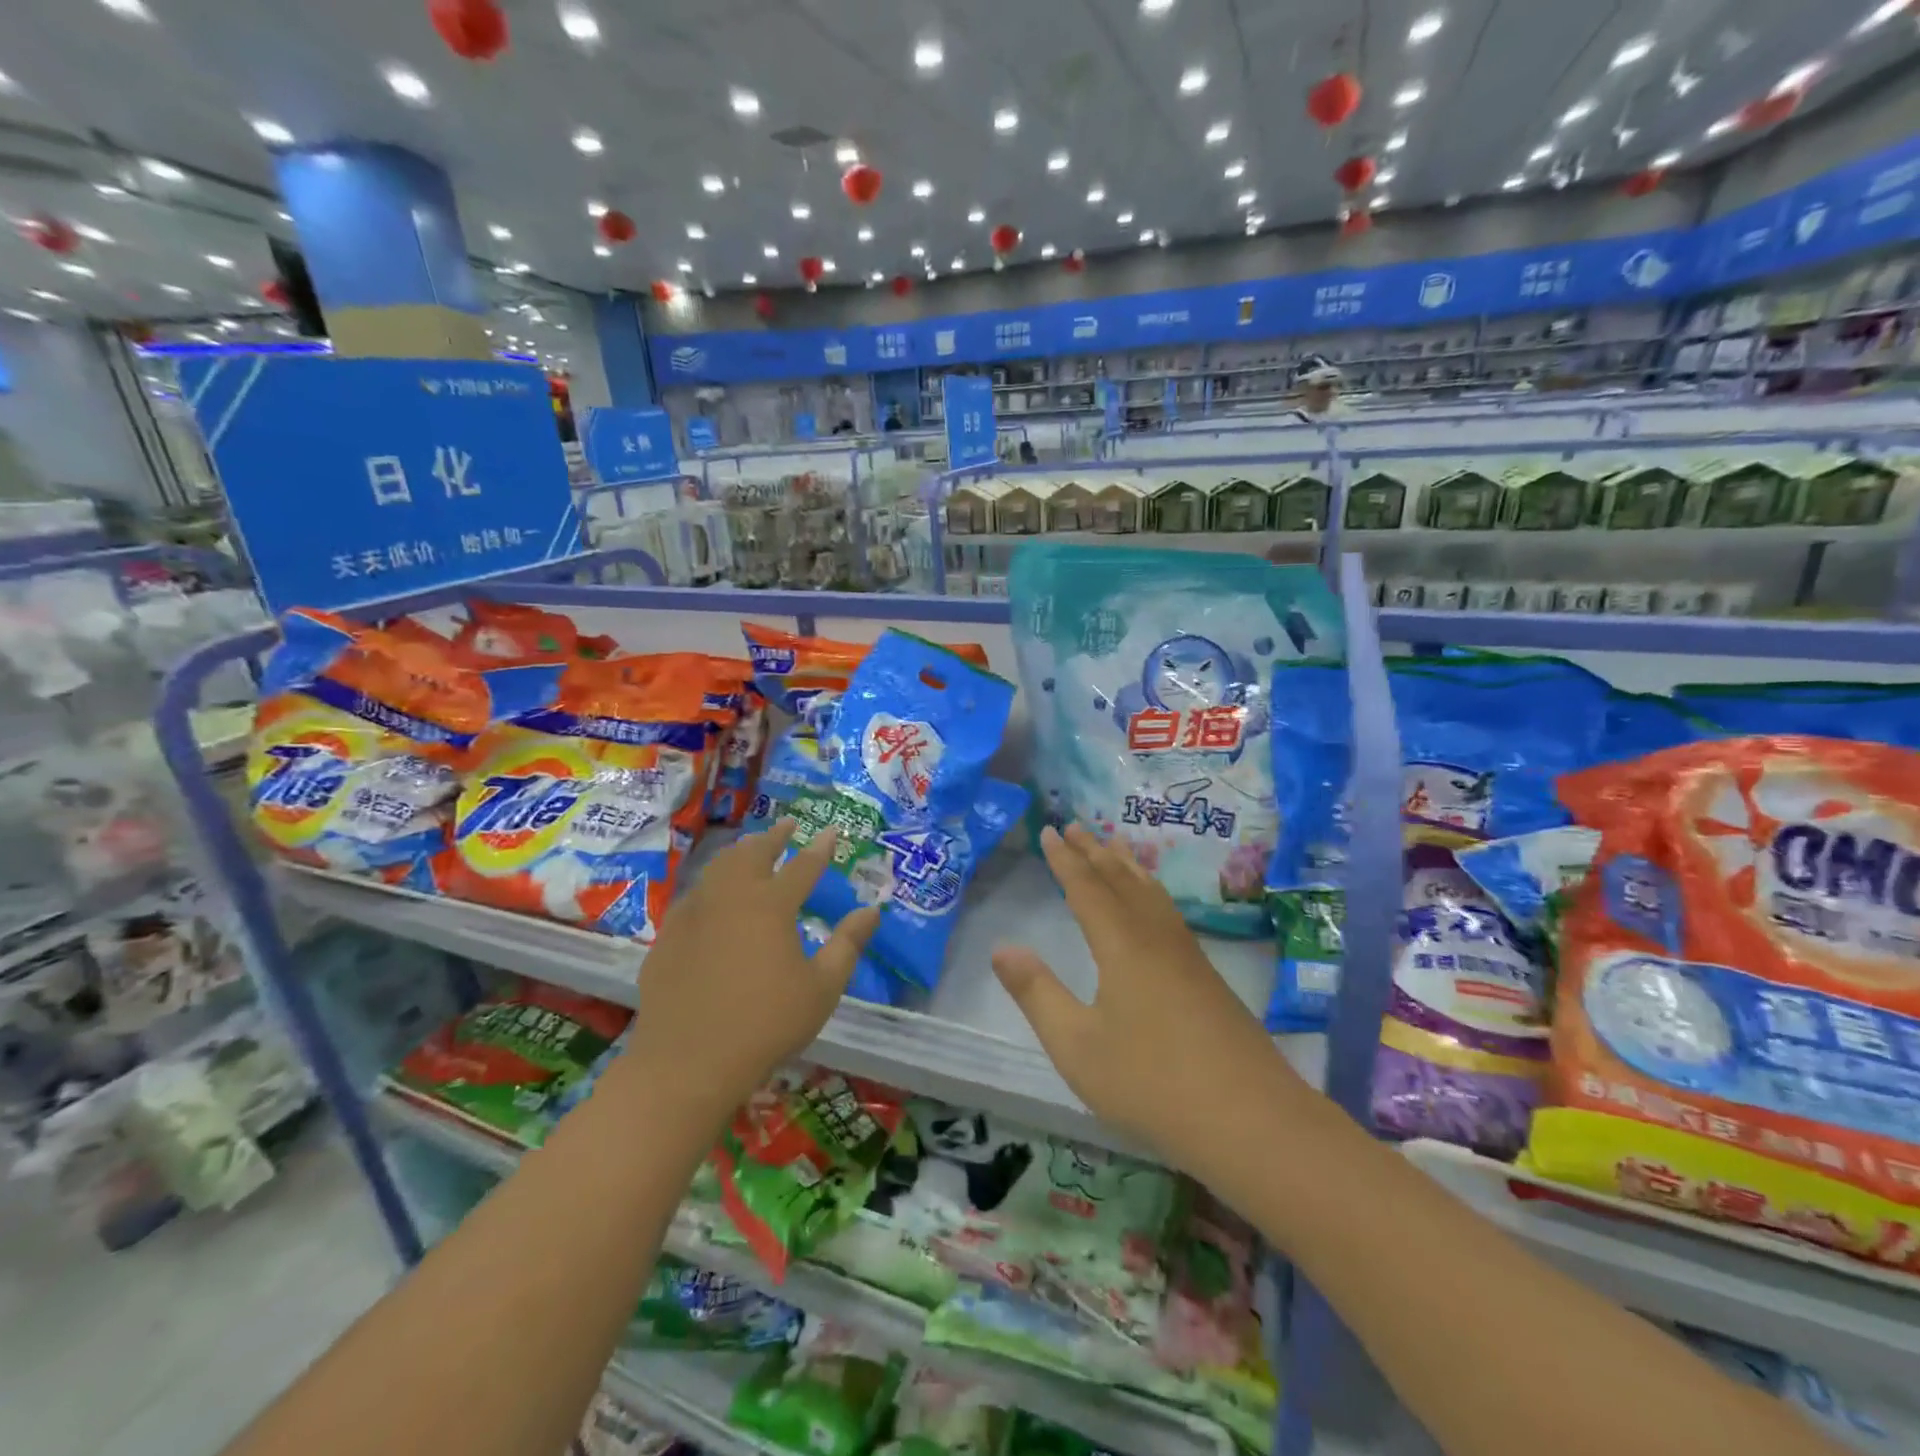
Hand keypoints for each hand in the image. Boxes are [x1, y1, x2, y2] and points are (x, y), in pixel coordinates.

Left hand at [624, 821, 879, 1116]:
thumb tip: (872, 910)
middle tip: (787, 825)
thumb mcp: (822, 988)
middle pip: (753, 854)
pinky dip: (711, 884)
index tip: (832, 832)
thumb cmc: (766, 1024)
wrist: (687, 1062)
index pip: (803, 866)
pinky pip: (693, 896)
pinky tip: (712, 896)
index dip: (820, 848)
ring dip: (739, 853)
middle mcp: (731, 897)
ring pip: (718, 868)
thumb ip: (848, 944)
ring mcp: (694, 914)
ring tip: (750, 849)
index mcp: (771, 905)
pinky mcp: (668, 936)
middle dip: (774, 837)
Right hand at [991, 824, 1312, 1172]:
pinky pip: (1169, 912)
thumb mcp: (1077, 1046)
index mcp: (1122, 946)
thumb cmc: (1152, 1084)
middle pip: (1122, 881)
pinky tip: (1155, 906)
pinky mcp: (1206, 977)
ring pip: (1152, 893)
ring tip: (1115, 845)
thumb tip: (1002, 948)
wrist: (1251, 1121)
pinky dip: (1152, 891)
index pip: (1086, 889)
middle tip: (1075, 824)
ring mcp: (1187, 956)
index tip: (1049, 830)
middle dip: (1095, 852)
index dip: (1065, 859)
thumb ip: (1037, 994)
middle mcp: (1156, 938)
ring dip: (1127, 866)